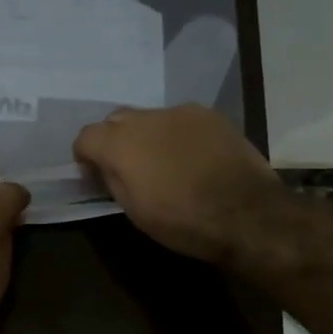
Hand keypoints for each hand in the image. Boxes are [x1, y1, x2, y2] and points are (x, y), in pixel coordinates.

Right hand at [72, 105, 282, 262]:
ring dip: (148, 135)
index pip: (85, 136)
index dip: (86, 155)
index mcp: (119, 144)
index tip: (95, 173)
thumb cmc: (182, 221)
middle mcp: (145, 119)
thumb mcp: (134, 210)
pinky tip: (194, 156)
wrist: (247, 213)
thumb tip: (104, 167)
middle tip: (129, 167)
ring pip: (150, 118)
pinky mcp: (209, 115)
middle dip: (115, 140)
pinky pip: (181, 120)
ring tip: (166, 162)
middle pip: (116, 120)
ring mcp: (179, 112)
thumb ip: (112, 179)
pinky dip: (178, 134)